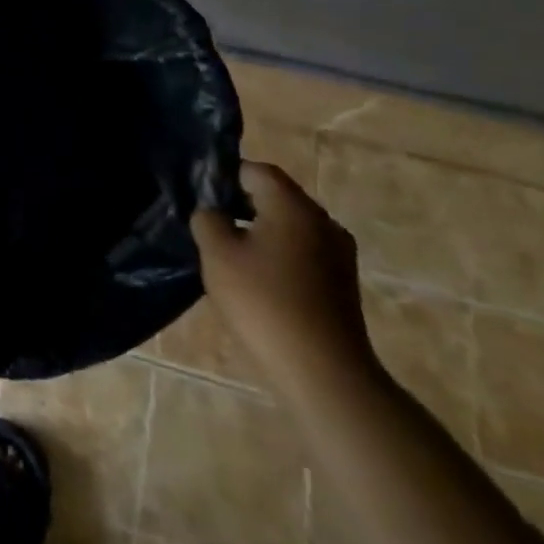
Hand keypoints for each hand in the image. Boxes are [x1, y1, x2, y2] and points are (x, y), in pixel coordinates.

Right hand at [192, 162, 376, 397]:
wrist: (324, 373)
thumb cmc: (264, 302)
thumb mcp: (217, 254)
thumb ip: (208, 220)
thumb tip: (213, 212)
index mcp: (294, 206)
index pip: (257, 170)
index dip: (225, 175)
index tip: (201, 194)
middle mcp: (323, 221)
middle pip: (277, 196)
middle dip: (242, 203)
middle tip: (210, 223)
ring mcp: (338, 254)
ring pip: (290, 226)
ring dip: (260, 231)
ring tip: (230, 254)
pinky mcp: (342, 283)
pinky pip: (303, 252)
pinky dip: (278, 254)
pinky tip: (258, 280)